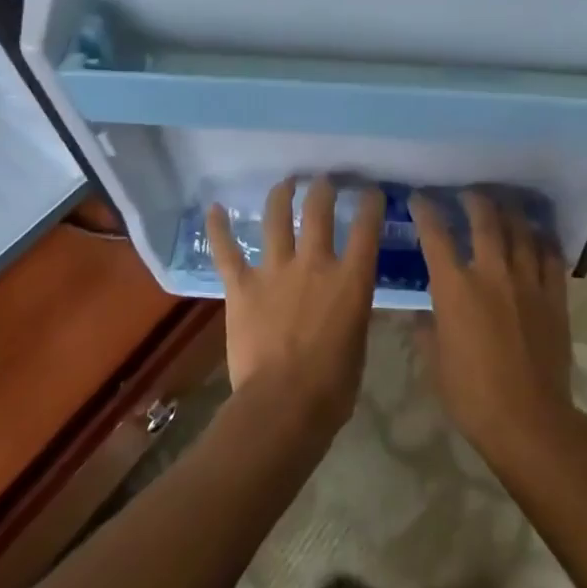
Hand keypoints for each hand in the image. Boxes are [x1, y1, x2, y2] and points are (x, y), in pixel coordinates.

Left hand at [206, 176, 381, 439]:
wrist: (283, 406)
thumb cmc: (333, 386)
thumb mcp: (358, 342)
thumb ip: (353, 312)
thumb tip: (350, 302)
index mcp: (351, 280)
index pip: (366, 228)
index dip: (371, 204)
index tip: (372, 192)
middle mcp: (314, 264)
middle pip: (319, 210)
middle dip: (323, 189)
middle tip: (323, 181)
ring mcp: (276, 271)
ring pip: (276, 219)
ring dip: (280, 196)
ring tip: (284, 183)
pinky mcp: (242, 287)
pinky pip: (227, 251)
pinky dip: (219, 228)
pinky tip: (214, 208)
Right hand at [411, 190, 578, 466]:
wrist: (528, 420)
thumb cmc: (471, 395)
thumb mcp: (435, 362)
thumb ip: (427, 329)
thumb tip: (422, 313)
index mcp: (455, 287)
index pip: (436, 236)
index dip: (426, 211)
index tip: (420, 198)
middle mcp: (492, 272)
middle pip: (484, 220)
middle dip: (473, 199)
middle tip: (468, 192)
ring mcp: (527, 281)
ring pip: (521, 230)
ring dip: (510, 212)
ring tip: (504, 204)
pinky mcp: (554, 295)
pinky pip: (551, 256)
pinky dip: (543, 240)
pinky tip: (539, 236)